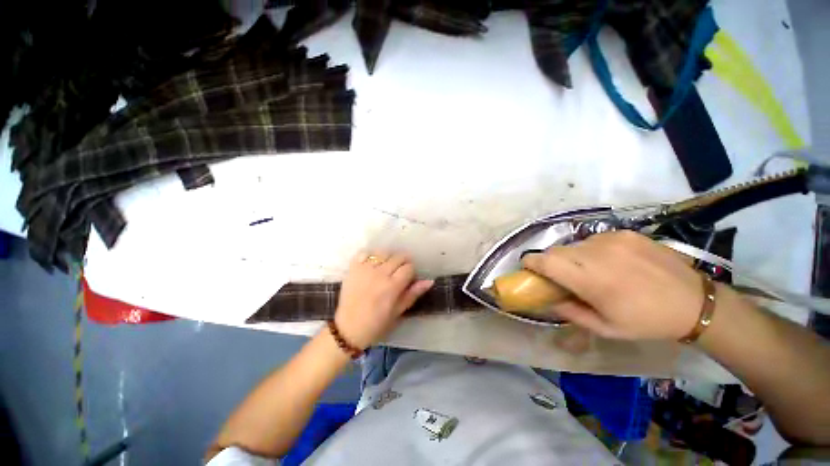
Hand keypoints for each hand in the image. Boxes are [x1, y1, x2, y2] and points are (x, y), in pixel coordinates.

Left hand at [334, 251, 433, 348]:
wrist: (348, 329)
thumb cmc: (376, 324)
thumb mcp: (398, 312)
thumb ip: (413, 294)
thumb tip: (429, 281)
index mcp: (392, 286)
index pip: (409, 267)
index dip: (411, 272)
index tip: (408, 279)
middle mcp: (379, 274)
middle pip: (398, 257)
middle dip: (403, 263)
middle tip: (399, 273)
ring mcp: (365, 269)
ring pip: (383, 252)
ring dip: (388, 258)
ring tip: (386, 267)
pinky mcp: (353, 268)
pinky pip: (365, 253)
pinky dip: (371, 255)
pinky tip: (372, 264)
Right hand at [522, 231, 706, 339]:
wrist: (695, 302)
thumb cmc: (646, 321)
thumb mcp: (605, 328)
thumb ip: (569, 312)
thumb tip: (546, 298)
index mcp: (591, 280)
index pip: (545, 261)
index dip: (531, 262)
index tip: (528, 269)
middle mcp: (597, 254)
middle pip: (555, 250)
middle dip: (551, 262)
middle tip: (562, 276)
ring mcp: (612, 239)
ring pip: (573, 245)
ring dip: (572, 257)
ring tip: (590, 270)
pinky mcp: (624, 233)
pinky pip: (593, 240)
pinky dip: (591, 250)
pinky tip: (610, 262)